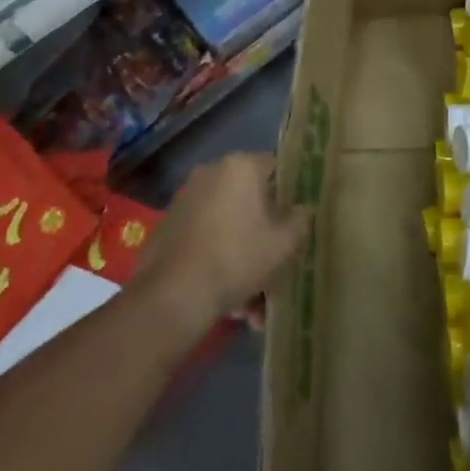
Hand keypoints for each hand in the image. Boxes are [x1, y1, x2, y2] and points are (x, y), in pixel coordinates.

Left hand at [142, 152, 310, 329]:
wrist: (172, 296)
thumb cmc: (237, 257)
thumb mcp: (283, 243)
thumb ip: (300, 220)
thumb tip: (301, 209)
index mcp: (241, 167)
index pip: (276, 167)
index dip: (291, 193)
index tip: (297, 218)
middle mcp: (211, 173)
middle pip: (250, 200)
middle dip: (265, 234)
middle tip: (277, 265)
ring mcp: (186, 199)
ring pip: (229, 225)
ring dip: (243, 256)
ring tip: (252, 303)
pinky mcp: (168, 227)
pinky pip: (206, 238)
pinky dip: (219, 261)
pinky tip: (230, 302)